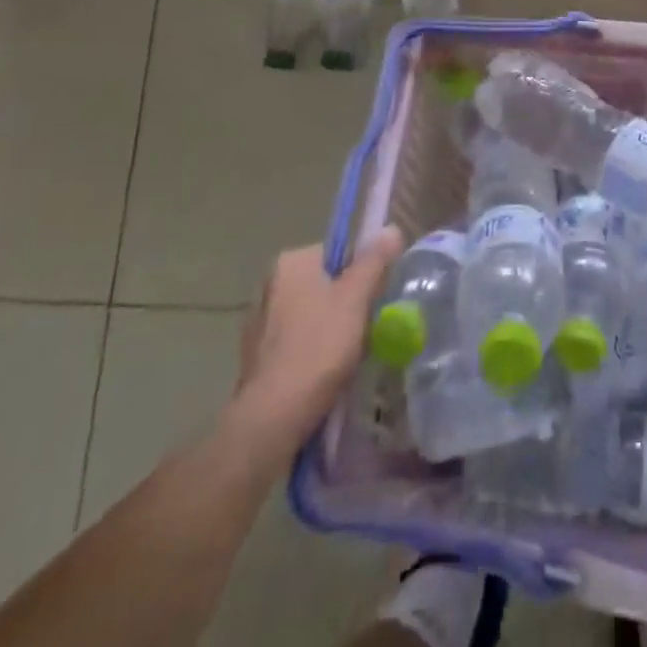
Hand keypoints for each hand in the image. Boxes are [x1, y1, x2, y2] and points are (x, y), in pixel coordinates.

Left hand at [232, 229, 403, 445]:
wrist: (272, 418)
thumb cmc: (319, 348)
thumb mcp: (356, 298)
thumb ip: (375, 260)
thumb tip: (391, 228)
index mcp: (292, 262)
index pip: (340, 253)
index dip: (364, 274)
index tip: (375, 300)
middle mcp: (270, 283)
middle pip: (326, 283)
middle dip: (348, 304)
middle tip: (366, 330)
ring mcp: (259, 321)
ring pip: (312, 314)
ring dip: (331, 329)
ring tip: (348, 356)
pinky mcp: (256, 355)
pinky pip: (296, 341)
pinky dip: (312, 351)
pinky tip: (324, 374)